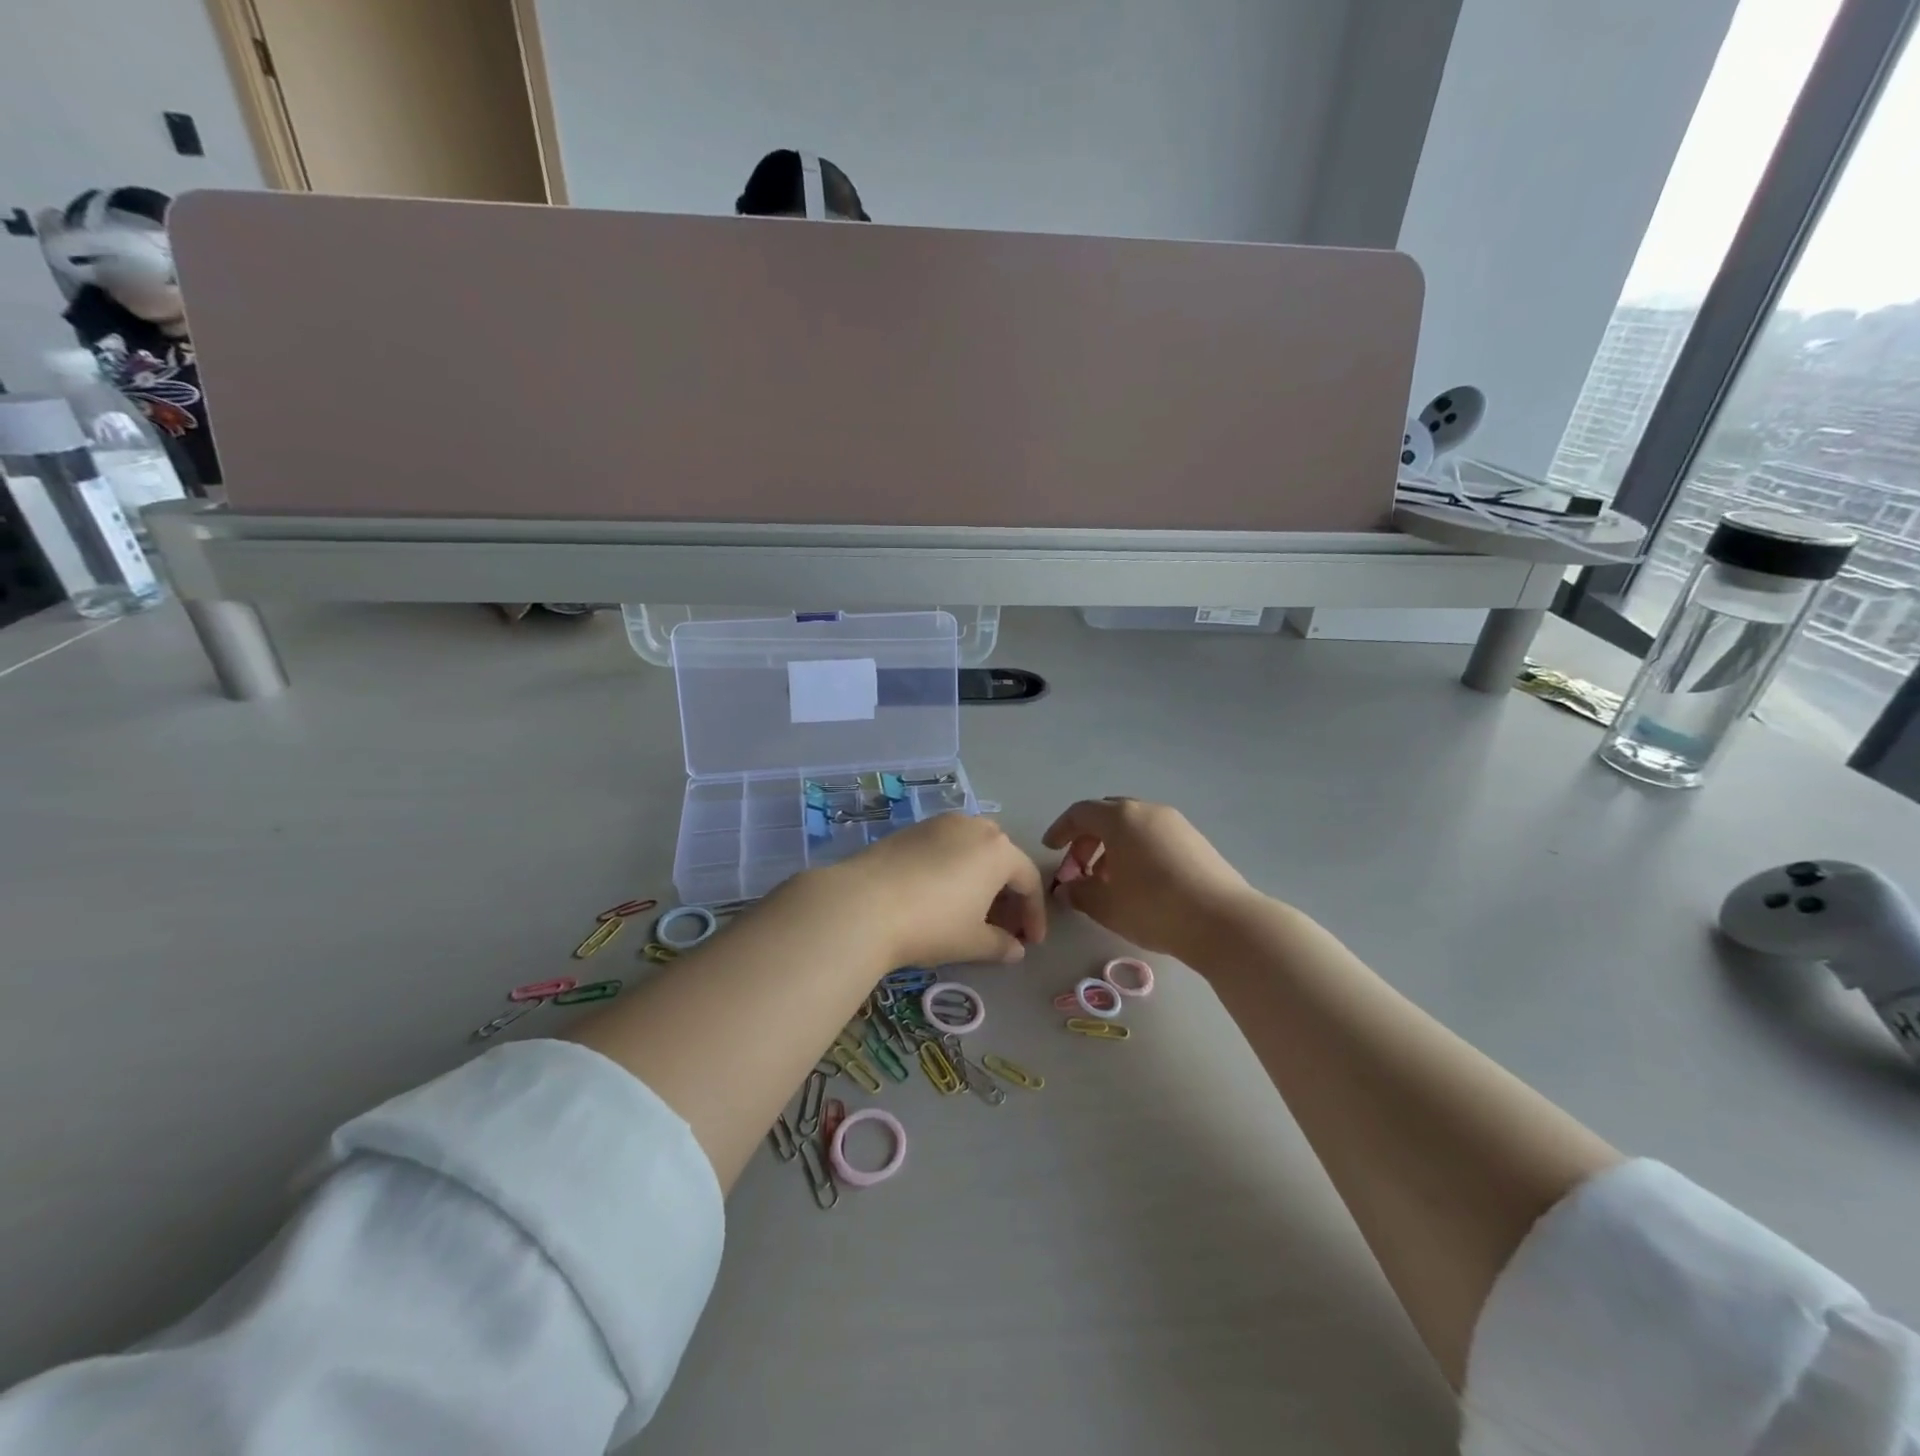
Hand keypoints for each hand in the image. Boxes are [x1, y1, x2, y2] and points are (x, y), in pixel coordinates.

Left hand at [824, 813, 1046, 967]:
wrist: (863, 904)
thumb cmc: (931, 924)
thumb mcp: (972, 942)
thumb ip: (1001, 945)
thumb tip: (1016, 950)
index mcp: (998, 851)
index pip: (1029, 880)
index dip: (1034, 914)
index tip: (1031, 942)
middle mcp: (973, 827)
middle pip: (1002, 857)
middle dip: (1008, 892)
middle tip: (1003, 925)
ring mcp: (939, 823)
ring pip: (972, 847)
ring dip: (980, 876)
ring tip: (971, 909)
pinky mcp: (910, 829)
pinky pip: (945, 846)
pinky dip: (953, 868)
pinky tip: (939, 894)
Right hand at [1042, 798, 1258, 956]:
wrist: (1224, 922)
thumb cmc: (1154, 908)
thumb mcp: (1106, 905)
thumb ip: (1079, 893)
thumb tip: (1067, 889)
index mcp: (1121, 818)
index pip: (1080, 813)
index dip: (1061, 829)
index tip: (1051, 849)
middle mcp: (1148, 811)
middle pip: (1108, 815)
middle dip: (1087, 839)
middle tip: (1078, 869)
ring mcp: (1176, 824)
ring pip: (1134, 826)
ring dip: (1113, 847)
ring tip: (1108, 881)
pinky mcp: (1196, 841)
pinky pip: (1155, 836)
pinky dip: (1137, 851)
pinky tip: (1139, 883)